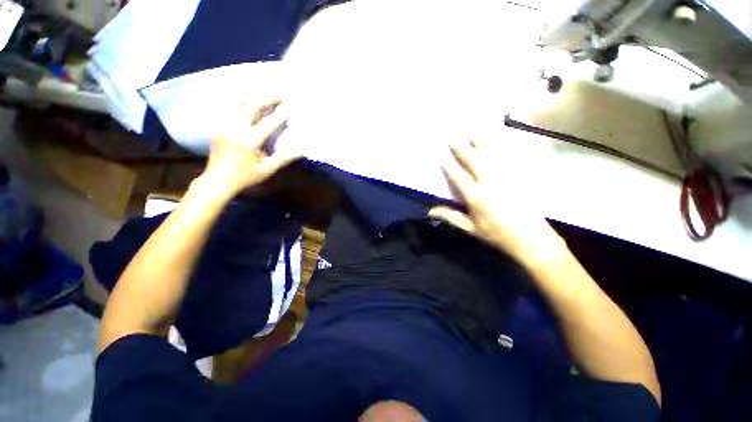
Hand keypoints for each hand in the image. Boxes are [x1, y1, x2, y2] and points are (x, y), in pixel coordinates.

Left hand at [200, 101, 301, 196]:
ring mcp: (224, 125)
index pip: (268, 123)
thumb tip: (300, 150)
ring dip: (252, 96)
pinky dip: (240, 100)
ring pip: (237, 101)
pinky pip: (229, 106)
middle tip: (280, 94)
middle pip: (252, 105)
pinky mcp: (218, 125)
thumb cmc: (245, 176)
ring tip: (263, 94)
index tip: (290, 104)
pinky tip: (246, 100)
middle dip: (267, 98)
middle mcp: (235, 128)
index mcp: (249, 140)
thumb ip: (283, 158)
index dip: (281, 113)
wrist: (217, 180)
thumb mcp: (267, 169)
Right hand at [428, 140, 563, 264]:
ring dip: (481, 142)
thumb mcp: (471, 228)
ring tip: (473, 132)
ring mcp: (507, 177)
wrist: (531, 239)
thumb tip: (430, 211)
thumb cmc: (497, 235)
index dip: (450, 167)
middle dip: (463, 149)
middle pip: (474, 161)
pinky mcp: (520, 176)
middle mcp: (491, 182)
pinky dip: (501, 147)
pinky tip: (498, 140)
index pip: (459, 177)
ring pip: (492, 155)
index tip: (442, 157)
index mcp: (476, 197)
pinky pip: (509, 157)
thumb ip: (451, 217)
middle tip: (454, 139)